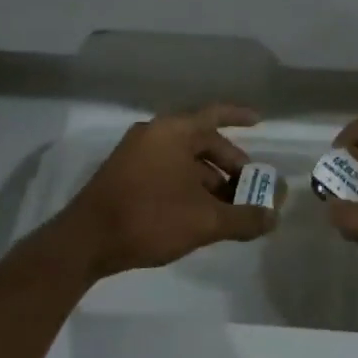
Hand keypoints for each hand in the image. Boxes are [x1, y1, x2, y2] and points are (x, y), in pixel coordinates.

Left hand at [53, 104, 276, 278]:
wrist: (84, 242)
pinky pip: (166, 170)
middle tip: (248, 185)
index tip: (259, 122)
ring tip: (228, 206)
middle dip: (228, 163)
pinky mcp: (124, 175)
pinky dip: (187, 185)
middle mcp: (154, 134)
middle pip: (201, 140)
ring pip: (183, 159)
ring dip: (209, 179)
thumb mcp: (204, 221)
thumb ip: (244, 218)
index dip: (239, 116)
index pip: (215, 114)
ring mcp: (135, 154)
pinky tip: (198, 212)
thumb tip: (274, 217)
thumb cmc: (148, 218)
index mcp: (173, 131)